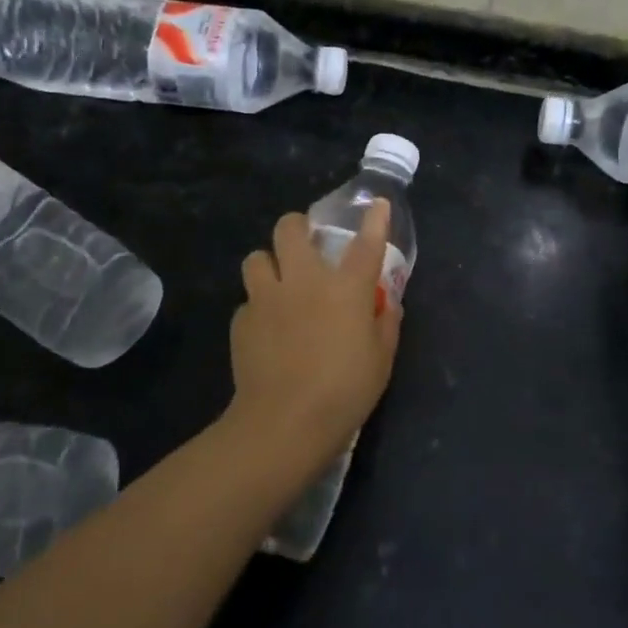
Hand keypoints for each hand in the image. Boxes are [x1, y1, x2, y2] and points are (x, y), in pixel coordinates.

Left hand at [226, 199, 403, 476]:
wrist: (284, 422)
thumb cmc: (345, 391)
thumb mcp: (381, 359)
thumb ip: (385, 324)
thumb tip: (385, 304)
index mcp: (345, 288)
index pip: (365, 244)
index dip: (374, 220)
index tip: (378, 204)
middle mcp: (304, 282)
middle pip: (289, 229)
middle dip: (296, 226)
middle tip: (305, 241)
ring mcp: (267, 299)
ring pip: (255, 258)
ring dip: (268, 263)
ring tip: (278, 282)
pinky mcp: (242, 322)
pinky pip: (248, 301)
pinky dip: (259, 308)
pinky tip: (268, 329)